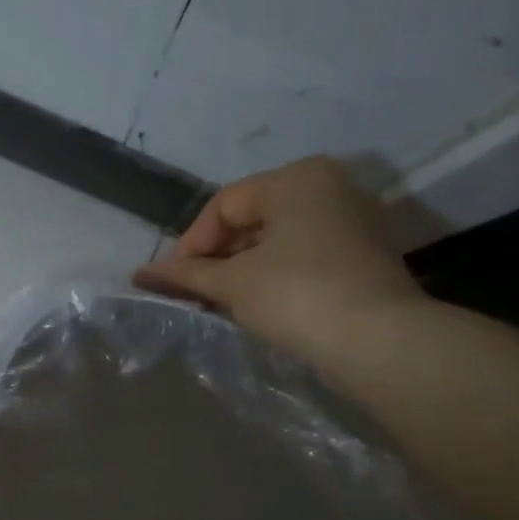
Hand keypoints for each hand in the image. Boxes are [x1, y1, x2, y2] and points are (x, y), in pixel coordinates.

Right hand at [133, 157, 423, 361]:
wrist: (379, 341)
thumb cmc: (298, 296)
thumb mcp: (233, 283)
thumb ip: (185, 275)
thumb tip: (140, 275)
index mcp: (297, 178)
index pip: (224, 205)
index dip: (190, 244)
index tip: (172, 282)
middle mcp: (328, 187)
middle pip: (251, 219)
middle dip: (216, 259)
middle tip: (193, 295)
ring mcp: (351, 221)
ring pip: (277, 240)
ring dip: (242, 271)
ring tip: (220, 304)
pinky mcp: (362, 256)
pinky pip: (302, 257)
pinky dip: (273, 277)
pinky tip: (257, 307)